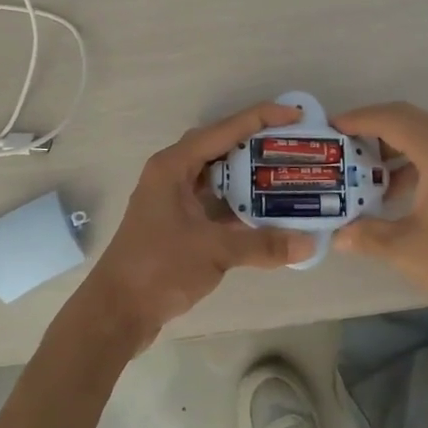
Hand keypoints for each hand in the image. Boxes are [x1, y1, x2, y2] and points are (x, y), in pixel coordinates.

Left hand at [73, 103, 314, 353]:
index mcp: (174, 166)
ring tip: (286, 173)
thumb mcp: (214, 251)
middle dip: (257, 144)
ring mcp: (173, 199)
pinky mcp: (177, 222)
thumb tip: (310, 244)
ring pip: (218, 175)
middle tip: (293, 145)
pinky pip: (214, 200)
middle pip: (221, 147)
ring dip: (248, 174)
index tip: (296, 116)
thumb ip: (263, 244)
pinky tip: (266, 209)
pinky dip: (238, 202)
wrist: (117, 311)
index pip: (224, 130)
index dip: (261, 118)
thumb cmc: (159, 268)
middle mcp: (172, 174)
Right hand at [330, 101, 427, 329]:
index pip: (391, 119)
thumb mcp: (406, 250)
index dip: (357, 119)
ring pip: (424, 135)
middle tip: (340, 146)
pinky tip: (393, 193)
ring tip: (360, 171)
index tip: (329, 128)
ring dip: (392, 146)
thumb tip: (336, 235)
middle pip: (408, 119)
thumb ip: (366, 235)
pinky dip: (411, 161)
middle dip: (371, 128)